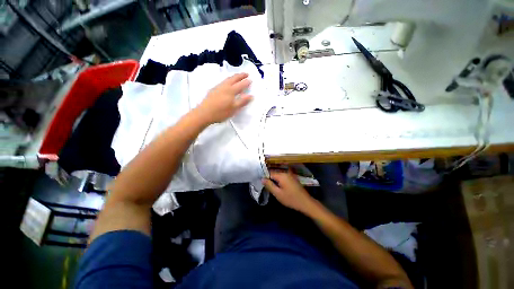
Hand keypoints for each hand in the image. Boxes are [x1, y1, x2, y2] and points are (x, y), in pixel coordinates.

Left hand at [196, 73, 252, 123]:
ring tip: (237, 76)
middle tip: (246, 73)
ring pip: (227, 79)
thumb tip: (251, 95)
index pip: (241, 85)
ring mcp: (218, 87)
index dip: (246, 82)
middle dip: (240, 75)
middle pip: (234, 78)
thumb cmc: (221, 112)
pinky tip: (227, 83)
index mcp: (231, 91)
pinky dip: (228, 80)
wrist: (204, 113)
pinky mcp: (213, 90)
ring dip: (234, 76)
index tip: (251, 79)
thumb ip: (242, 102)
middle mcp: (225, 86)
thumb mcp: (233, 109)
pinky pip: (223, 81)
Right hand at [263, 169, 315, 213]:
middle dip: (269, 177)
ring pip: (278, 174)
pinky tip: (277, 184)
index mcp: (281, 175)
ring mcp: (290, 174)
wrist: (305, 202)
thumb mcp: (278, 194)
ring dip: (273, 178)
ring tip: (269, 184)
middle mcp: (285, 172)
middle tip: (264, 183)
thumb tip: (262, 179)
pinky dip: (278, 179)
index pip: (269, 173)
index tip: (260, 181)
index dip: (264, 176)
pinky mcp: (292, 177)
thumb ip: (269, 185)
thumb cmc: (291, 199)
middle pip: (274, 172)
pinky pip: (282, 176)